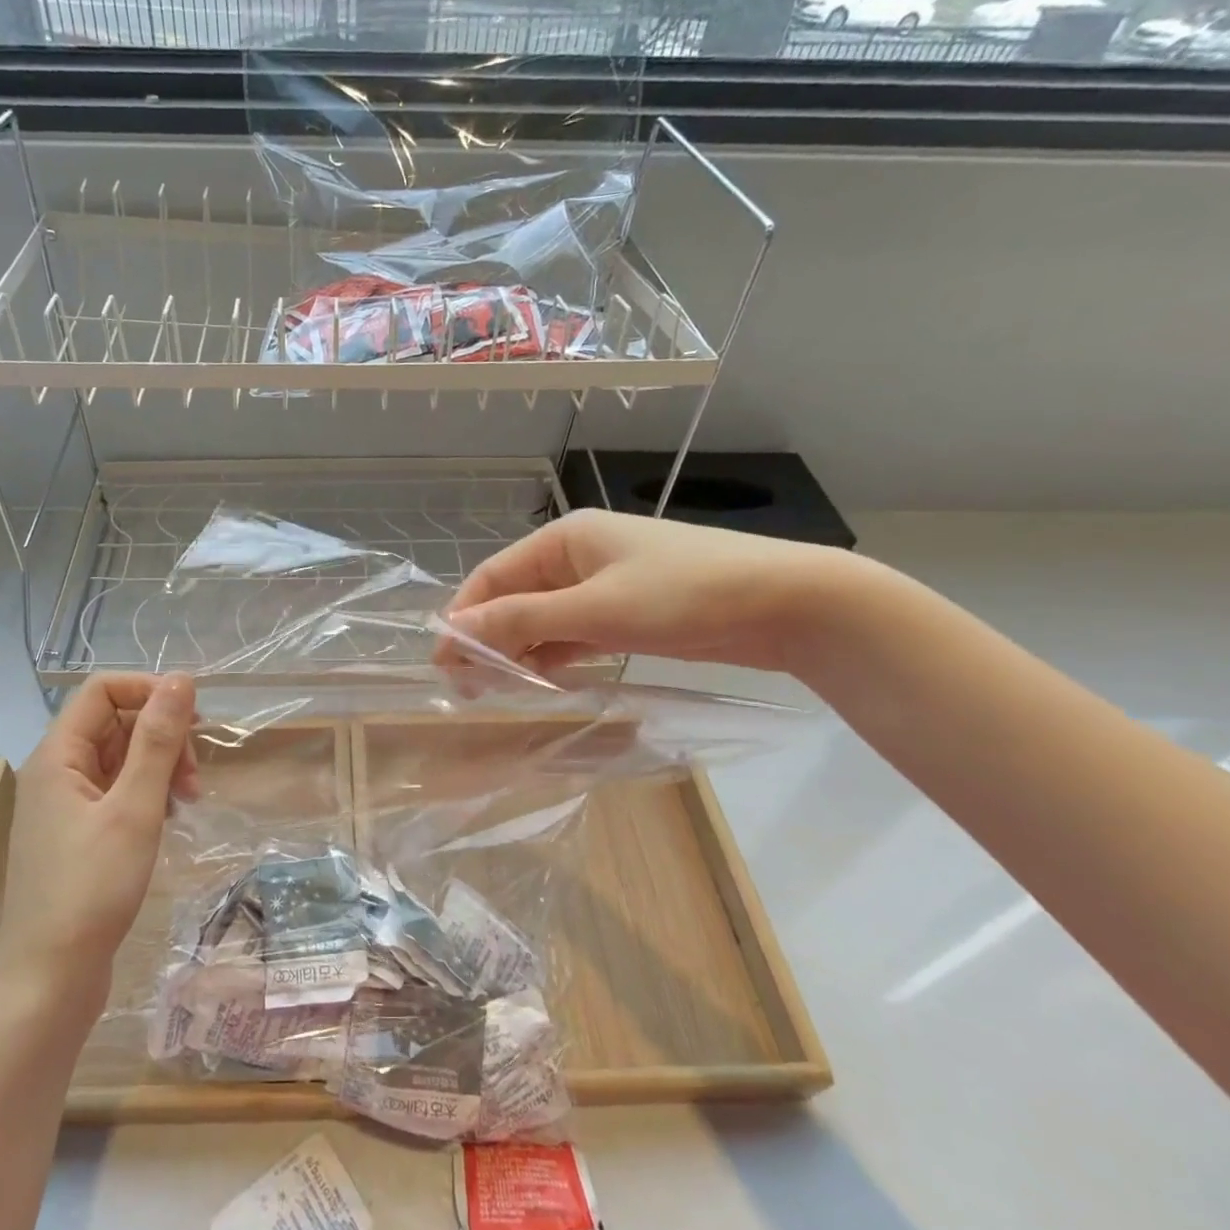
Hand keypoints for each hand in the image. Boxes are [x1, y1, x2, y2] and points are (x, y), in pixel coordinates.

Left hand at [0, 674, 198, 1011]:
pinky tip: (167, 819)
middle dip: (161, 737)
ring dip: (158, 767)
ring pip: (118, 759)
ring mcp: (64, 806)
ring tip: (186, 802)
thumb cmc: (91, 890)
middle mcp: (56, 772)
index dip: (150, 691)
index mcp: (57, 756)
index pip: (102, 689)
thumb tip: (181, 680)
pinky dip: (146, 795)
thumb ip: (158, 741)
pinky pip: (115, 792)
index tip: (194, 720)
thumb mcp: (134, 808)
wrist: (49, 981)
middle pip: (113, 723)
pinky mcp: (76, 835)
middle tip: (194, 777)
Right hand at [440, 510, 852, 676]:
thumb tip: (452, 631)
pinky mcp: (627, 613)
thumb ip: (520, 620)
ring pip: (543, 619)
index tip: (442, 663)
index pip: (492, 577)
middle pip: (515, 598)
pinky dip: (555, 655)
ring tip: (495, 691)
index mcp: (564, 539)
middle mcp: (578, 556)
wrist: (786, 603)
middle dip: (488, 638)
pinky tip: (541, 681)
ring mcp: (604, 585)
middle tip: (466, 686)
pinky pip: (574, 633)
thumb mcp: (593, 609)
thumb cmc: (682, 595)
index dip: (463, 617)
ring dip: (519, 650)